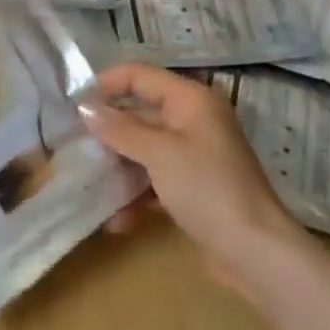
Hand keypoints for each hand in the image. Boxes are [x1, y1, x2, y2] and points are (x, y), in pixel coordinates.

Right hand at [85, 63, 305, 298]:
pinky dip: (137, 196)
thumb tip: (85, 108)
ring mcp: (195, 156)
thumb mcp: (159, 154)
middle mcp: (193, 121)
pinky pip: (156, 181)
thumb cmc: (207, 189)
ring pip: (145, 150)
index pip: (140, 76)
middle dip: (109, 131)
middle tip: (75, 147)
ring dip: (119, 167)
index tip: (74, 106)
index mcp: (190, 100)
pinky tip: (115, 221)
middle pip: (141, 114)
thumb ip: (120, 129)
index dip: (106, 85)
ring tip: (88, 184)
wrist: (255, 253)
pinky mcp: (194, 189)